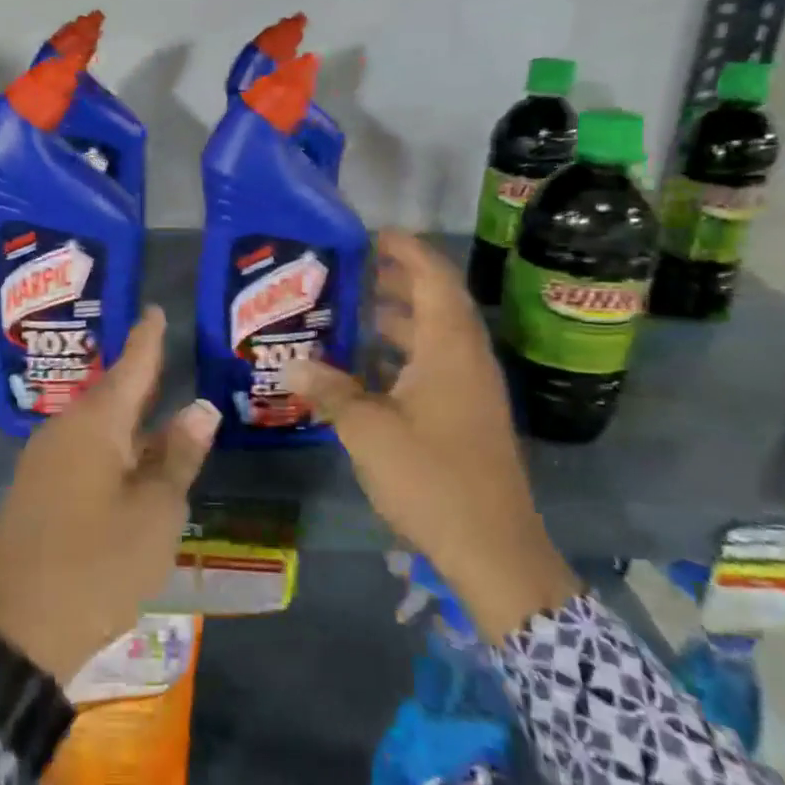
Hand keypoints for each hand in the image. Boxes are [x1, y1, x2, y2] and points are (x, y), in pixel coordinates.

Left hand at [0, 307, 218, 685]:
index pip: (130, 367)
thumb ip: (178, 455)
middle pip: (110, 394)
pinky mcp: (35, 489)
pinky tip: (128, 458)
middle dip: (139, 376)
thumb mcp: (155, 512)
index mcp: (95, 425)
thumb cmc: (100, 564)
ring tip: (157, 405)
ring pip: (95, 425)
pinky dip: (110, 445)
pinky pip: (80, 449)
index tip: (154, 309)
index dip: (147, 339)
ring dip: (127, 416)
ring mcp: (43, 460)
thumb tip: (200, 407)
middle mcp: (64, 430)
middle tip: (165, 353)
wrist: (19, 629)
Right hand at [282, 231, 580, 643]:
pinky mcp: (469, 416)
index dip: (408, 250)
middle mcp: (467, 360)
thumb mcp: (368, 430)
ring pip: (437, 337)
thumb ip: (329, 390)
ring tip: (354, 313)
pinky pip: (437, 365)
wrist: (494, 549)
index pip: (434, 279)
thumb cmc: (431, 477)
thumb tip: (290, 364)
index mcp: (450, 349)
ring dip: (401, 318)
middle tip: (353, 271)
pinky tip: (370, 369)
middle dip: (398, 281)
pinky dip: (406, 354)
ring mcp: (472, 390)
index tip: (373, 234)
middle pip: (437, 303)